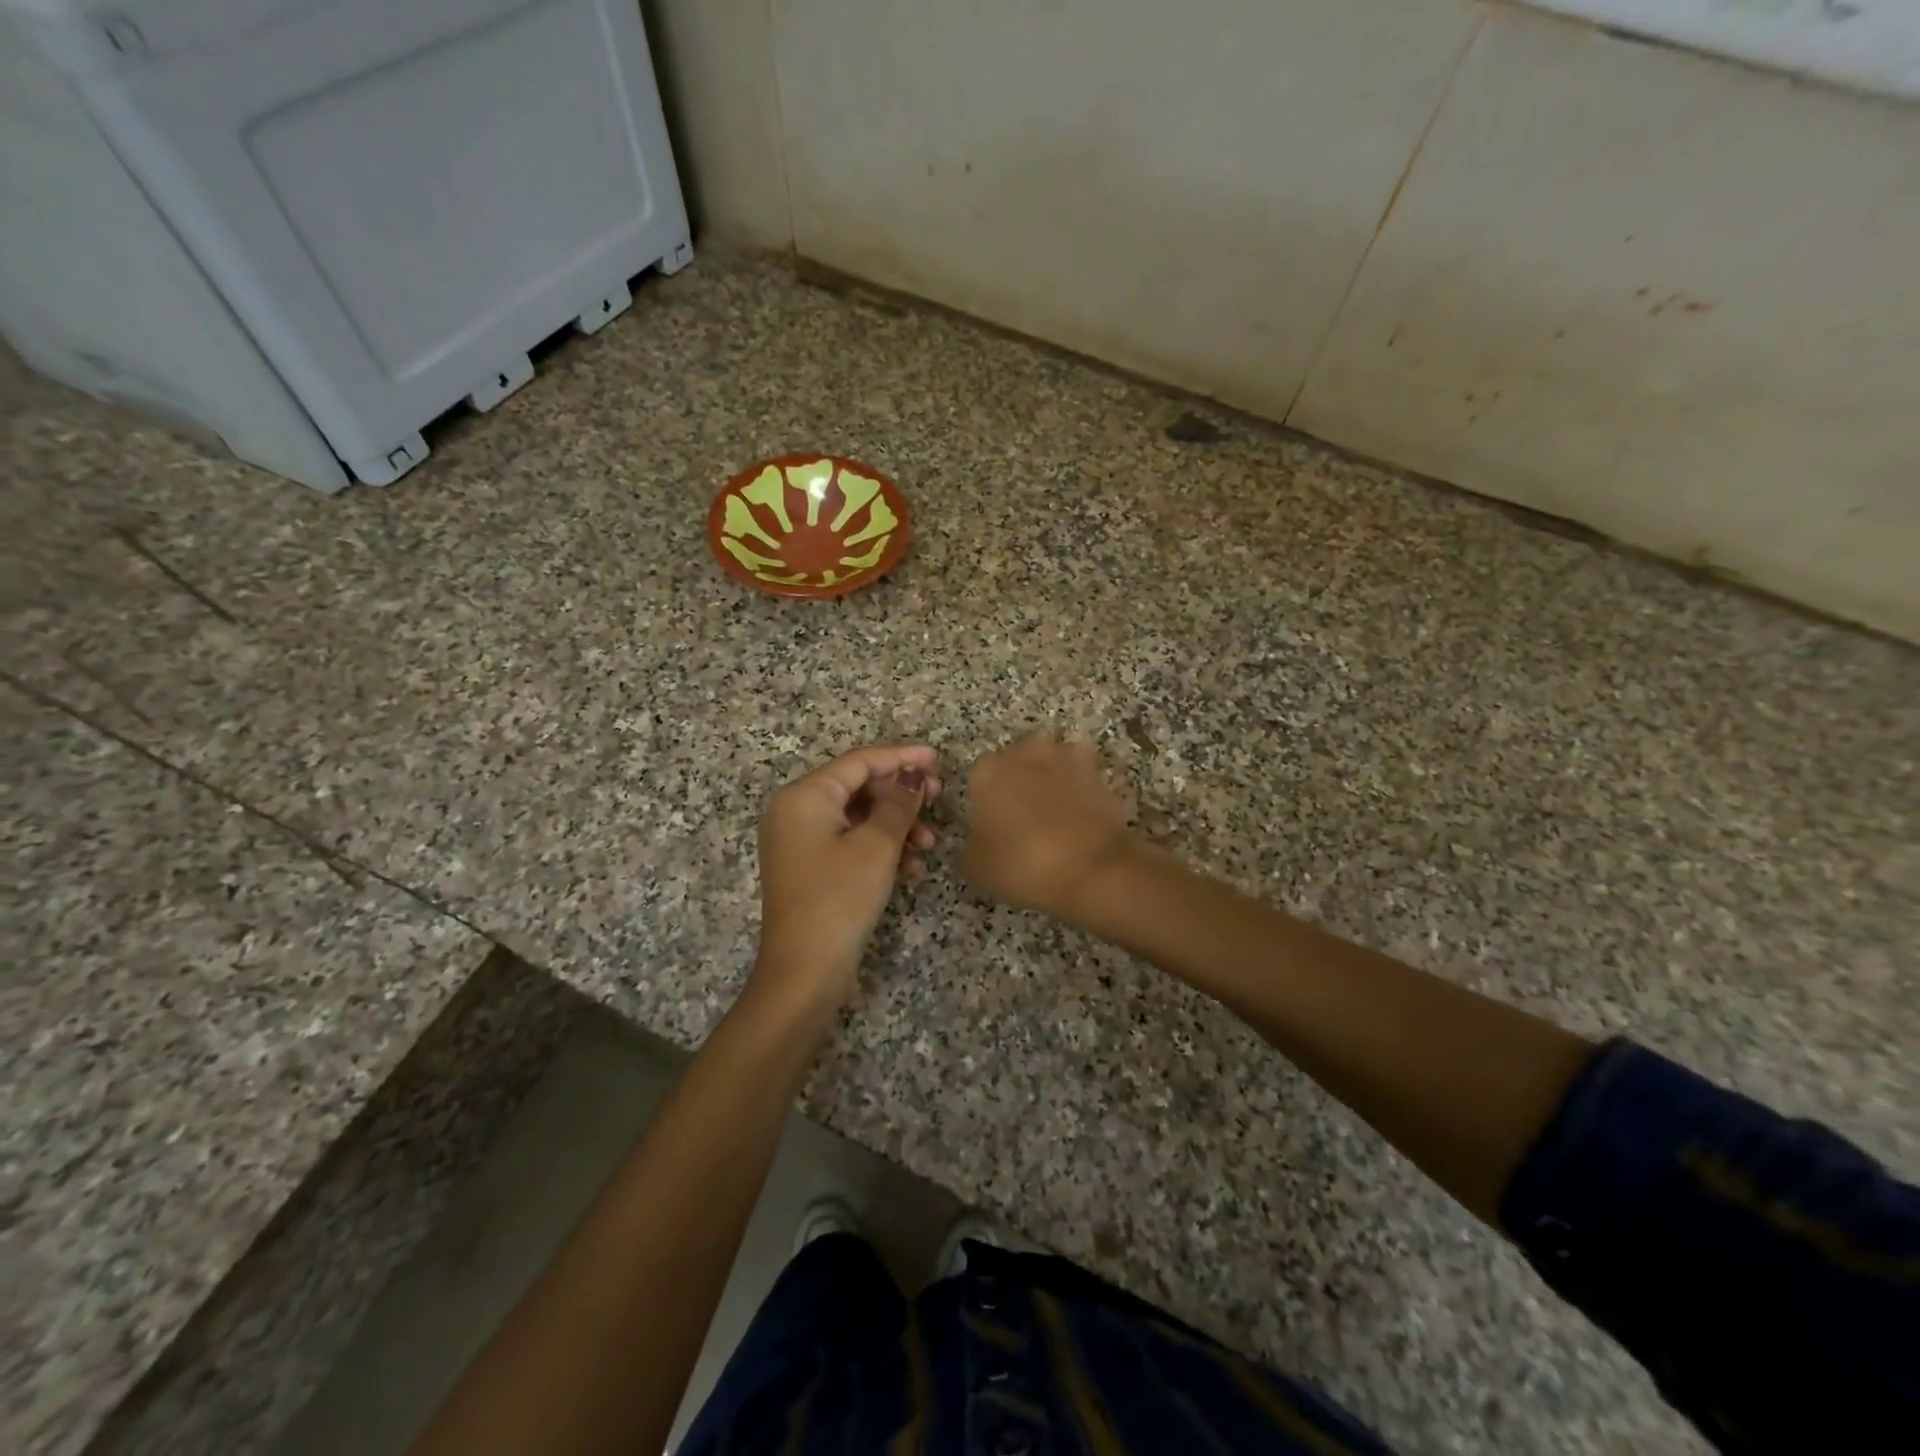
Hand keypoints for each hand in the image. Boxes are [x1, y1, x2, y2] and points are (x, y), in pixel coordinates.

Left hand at [752, 744, 941, 1009]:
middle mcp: (795, 811)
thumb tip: (914, 772)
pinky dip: (880, 848)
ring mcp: (800, 841)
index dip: (900, 757)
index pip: (859, 762)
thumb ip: (899, 803)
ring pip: (857, 817)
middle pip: (857, 787)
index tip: (937, 759)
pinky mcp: (809, 867)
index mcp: (804, 796)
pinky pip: (849, 842)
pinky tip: (910, 868)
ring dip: (896, 826)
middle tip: (938, 799)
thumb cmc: (840, 899)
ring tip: (929, 843)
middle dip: (900, 796)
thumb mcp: (877, 846)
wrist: (805, 972)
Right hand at [962, 735, 1134, 925]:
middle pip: (1013, 764)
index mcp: (987, 770)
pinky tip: (1079, 817)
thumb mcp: (977, 869)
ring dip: (1049, 783)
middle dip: (1016, 785)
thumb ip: (968, 849)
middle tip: (1021, 822)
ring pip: (1049, 766)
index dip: (984, 803)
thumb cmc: (1024, 864)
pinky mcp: (1097, 772)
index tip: (991, 828)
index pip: (977, 778)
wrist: (1093, 868)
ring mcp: (1065, 757)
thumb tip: (974, 844)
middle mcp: (1024, 753)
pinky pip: (1079, 779)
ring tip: (1054, 819)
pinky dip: (1078, 792)